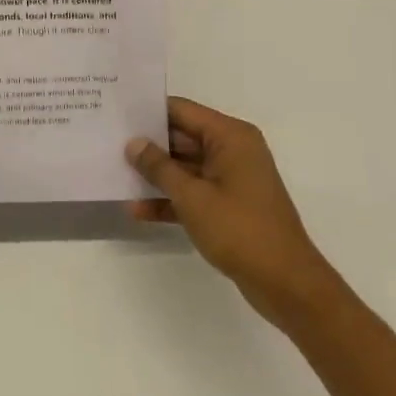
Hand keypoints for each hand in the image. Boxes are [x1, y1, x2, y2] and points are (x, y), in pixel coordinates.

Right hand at [126, 97, 339, 329]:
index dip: (148, 111)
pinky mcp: (229, 205)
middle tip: (108, 143)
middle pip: (182, 137)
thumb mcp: (192, 196)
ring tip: (116, 174)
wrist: (287, 285)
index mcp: (230, 136)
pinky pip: (194, 192)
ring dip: (156, 175)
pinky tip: (139, 210)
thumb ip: (159, 167)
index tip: (116, 113)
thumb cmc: (240, 230)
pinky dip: (171, 199)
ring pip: (185, 167)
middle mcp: (232, 150)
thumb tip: (134, 143)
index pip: (182, 110)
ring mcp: (231, 179)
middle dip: (148, 145)